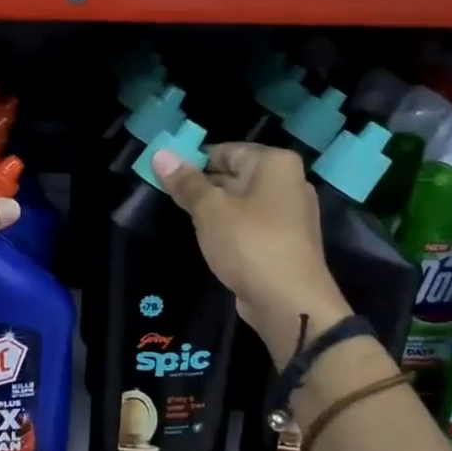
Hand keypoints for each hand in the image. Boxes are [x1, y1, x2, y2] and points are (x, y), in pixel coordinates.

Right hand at [152, 142, 350, 365]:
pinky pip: (251, 225)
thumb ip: (185, 182)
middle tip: (168, 197)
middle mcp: (288, 182)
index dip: (193, 161)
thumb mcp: (209, 209)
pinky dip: (230, 229)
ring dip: (215, 210)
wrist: (288, 301)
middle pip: (236, 175)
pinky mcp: (286, 242)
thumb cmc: (248, 243)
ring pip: (242, 202)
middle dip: (203, 186)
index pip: (226, 150)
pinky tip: (209, 240)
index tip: (165, 176)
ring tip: (183, 218)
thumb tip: (161, 154)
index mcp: (275, 164)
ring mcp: (290, 214)